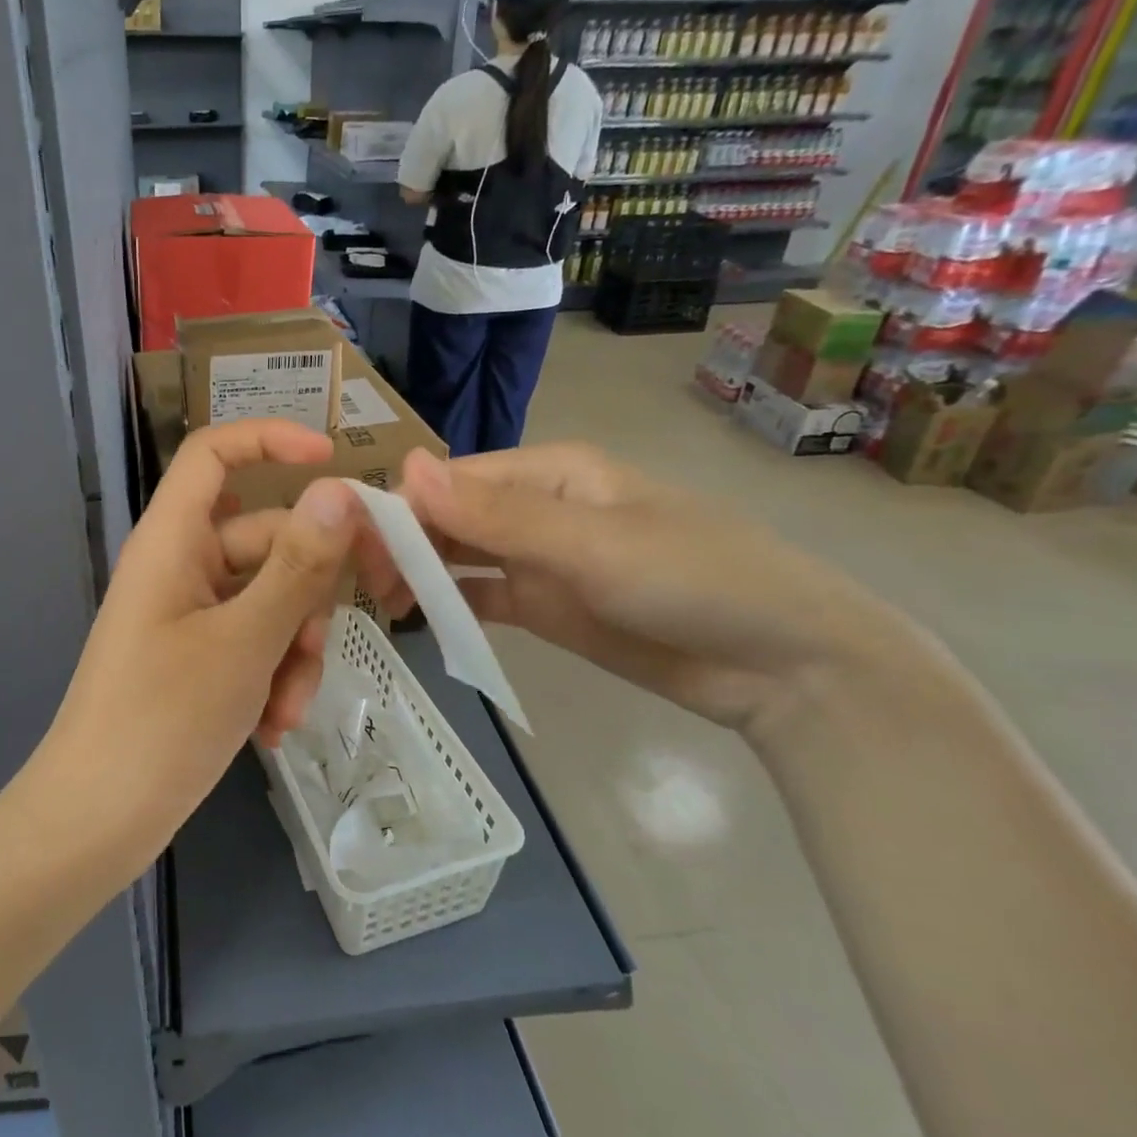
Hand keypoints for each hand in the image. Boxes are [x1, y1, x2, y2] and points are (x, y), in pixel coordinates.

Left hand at [26, 420, 361, 870]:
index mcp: (173, 540)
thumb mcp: (245, 641)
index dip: (270, 439)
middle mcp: (182, 565)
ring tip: (288, 708)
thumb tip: (340, 491)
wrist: (96, 821)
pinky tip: (274, 727)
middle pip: (266, 537)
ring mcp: (190, 612)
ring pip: (271, 598)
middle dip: (307, 591)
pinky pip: (255, 639)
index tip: (335, 460)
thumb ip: (297, 566)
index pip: (214, 453)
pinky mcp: (199, 655)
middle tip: (343, 631)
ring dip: (294, 647)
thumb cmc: (162, 720)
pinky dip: (274, 674)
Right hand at [391, 444, 930, 741]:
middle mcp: (536, 508)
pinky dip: (448, 604)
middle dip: (404, 542)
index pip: (453, 479)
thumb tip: (406, 468)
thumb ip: (497, 514)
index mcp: (549, 472)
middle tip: (358, 583)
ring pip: (459, 556)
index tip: (352, 542)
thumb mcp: (592, 545)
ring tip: (376, 603)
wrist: (784, 667)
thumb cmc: (695, 581)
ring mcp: (539, 560)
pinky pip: (482, 597)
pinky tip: (414, 619)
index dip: (402, 506)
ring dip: (418, 572)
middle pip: (450, 516)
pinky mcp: (546, 607)